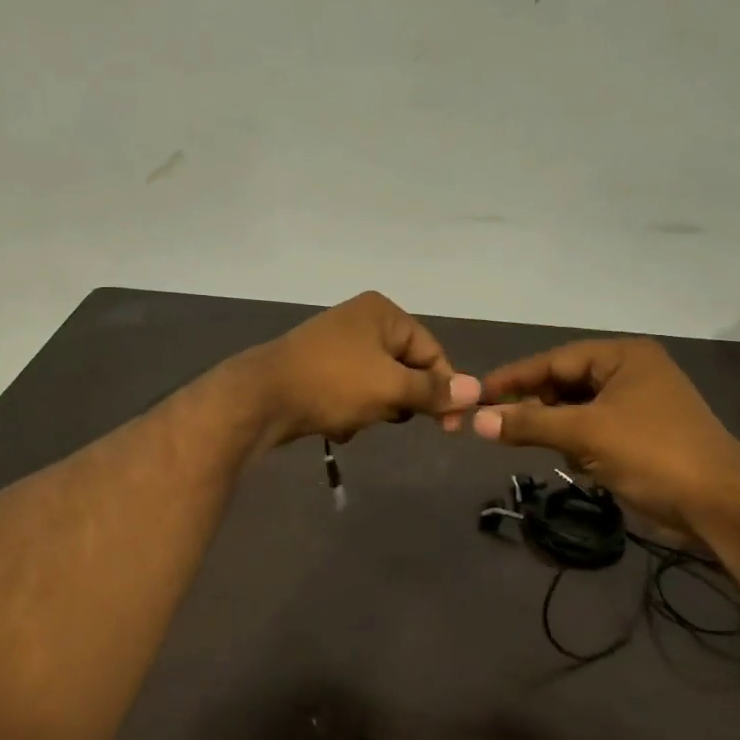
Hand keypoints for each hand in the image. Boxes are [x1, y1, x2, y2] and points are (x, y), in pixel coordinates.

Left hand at [244, 292, 479, 446]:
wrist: (262, 399)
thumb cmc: (333, 384)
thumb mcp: (390, 387)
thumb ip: (433, 390)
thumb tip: (477, 390)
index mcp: (382, 313)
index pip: (431, 350)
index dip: (445, 388)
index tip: (449, 426)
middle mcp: (360, 321)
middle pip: (404, 367)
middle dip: (400, 399)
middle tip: (391, 416)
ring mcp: (335, 344)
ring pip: (377, 385)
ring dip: (373, 409)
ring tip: (356, 419)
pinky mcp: (316, 369)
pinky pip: (350, 393)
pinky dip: (349, 411)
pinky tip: (334, 424)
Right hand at [471, 338, 739, 541]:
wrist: (721, 507)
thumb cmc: (653, 454)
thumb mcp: (584, 434)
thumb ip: (528, 423)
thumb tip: (476, 420)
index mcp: (624, 357)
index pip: (554, 360)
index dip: (513, 378)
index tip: (477, 393)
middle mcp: (631, 373)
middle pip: (564, 383)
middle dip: (534, 404)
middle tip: (497, 423)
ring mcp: (638, 405)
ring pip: (576, 409)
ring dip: (554, 426)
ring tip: (529, 442)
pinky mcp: (641, 436)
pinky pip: (592, 429)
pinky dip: (575, 441)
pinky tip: (571, 459)